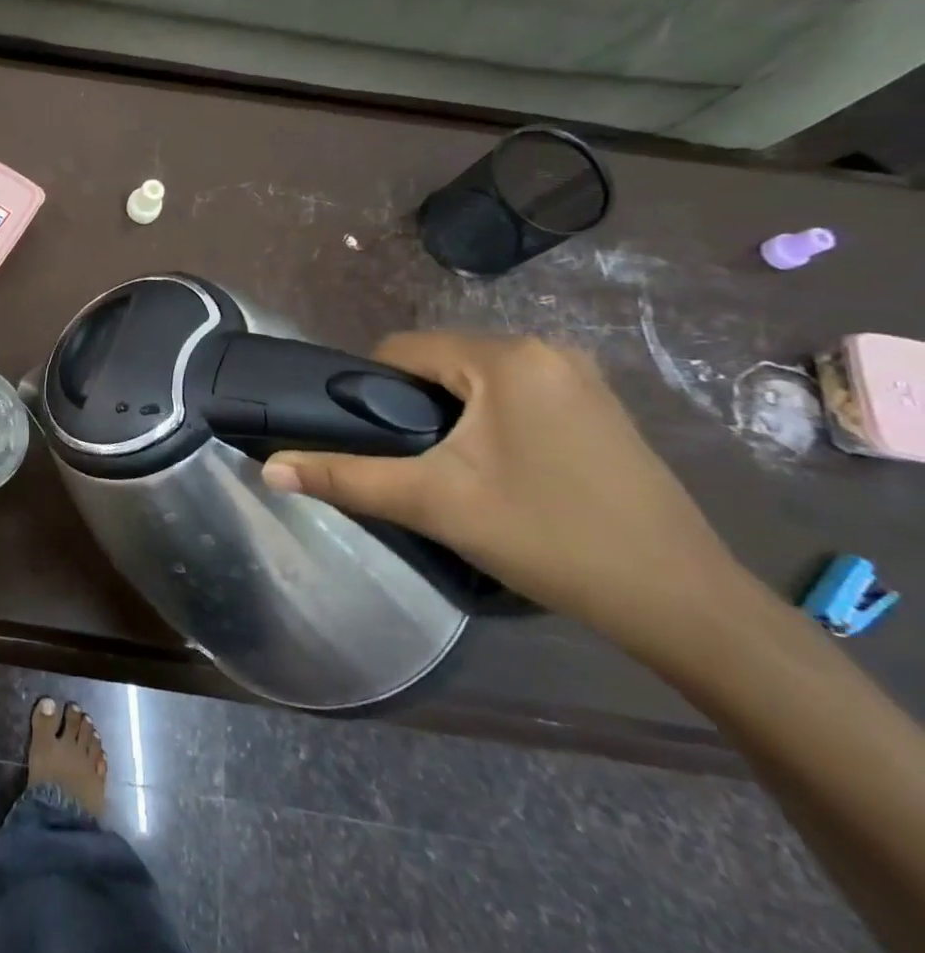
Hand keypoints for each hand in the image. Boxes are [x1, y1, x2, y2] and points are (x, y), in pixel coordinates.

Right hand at [262, 333, 748, 661]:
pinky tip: (499, 470)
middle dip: (411, 404)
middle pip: (439, 361)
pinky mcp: (600, 407)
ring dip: (449, 414)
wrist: (683, 603)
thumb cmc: (549, 537)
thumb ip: (345, 478)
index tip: (367, 438)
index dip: (369, 388)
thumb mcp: (434, 504)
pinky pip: (516, 394)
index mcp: (505, 357)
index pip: (401, 348)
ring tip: (448, 469)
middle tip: (409, 462)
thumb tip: (269, 468)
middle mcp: (545, 350)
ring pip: (476, 379)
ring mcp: (581, 377)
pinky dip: (489, 419)